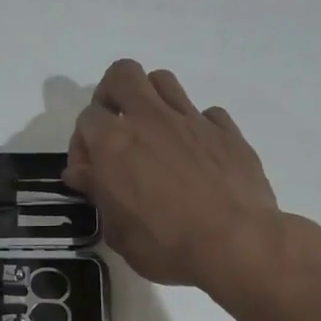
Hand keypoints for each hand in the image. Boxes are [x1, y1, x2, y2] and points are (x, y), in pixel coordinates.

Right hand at [64, 60, 318, 297]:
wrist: (238, 245)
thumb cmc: (167, 245)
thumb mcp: (118, 230)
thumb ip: (98, 193)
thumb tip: (83, 173)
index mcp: (114, 142)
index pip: (86, 118)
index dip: (82, 144)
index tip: (89, 172)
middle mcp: (150, 119)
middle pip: (122, 75)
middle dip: (111, 94)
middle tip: (114, 128)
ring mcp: (191, 120)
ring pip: (163, 81)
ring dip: (151, 100)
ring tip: (153, 133)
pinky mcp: (226, 131)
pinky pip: (205, 113)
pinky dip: (194, 126)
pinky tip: (196, 154)